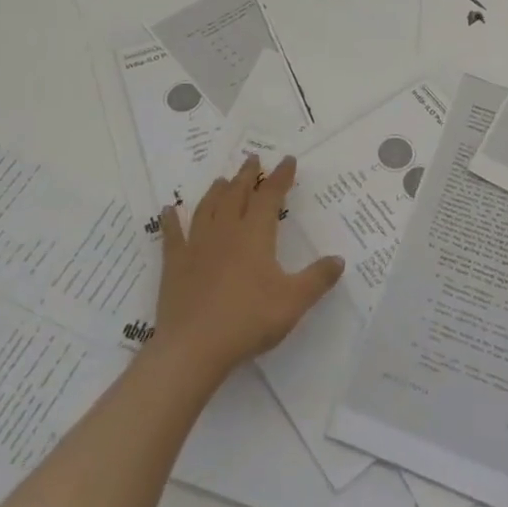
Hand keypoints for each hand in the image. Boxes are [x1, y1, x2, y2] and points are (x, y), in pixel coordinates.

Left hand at [153, 154, 344, 380]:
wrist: (193, 348)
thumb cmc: (248, 320)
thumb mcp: (294, 301)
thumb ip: (318, 278)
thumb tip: (339, 259)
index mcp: (255, 234)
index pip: (270, 196)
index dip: (280, 177)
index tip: (288, 160)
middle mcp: (226, 231)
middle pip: (237, 194)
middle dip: (247, 175)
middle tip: (253, 159)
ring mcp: (197, 246)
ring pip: (208, 208)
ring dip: (217, 191)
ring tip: (222, 180)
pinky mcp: (175, 264)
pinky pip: (172, 235)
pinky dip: (171, 220)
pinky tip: (168, 210)